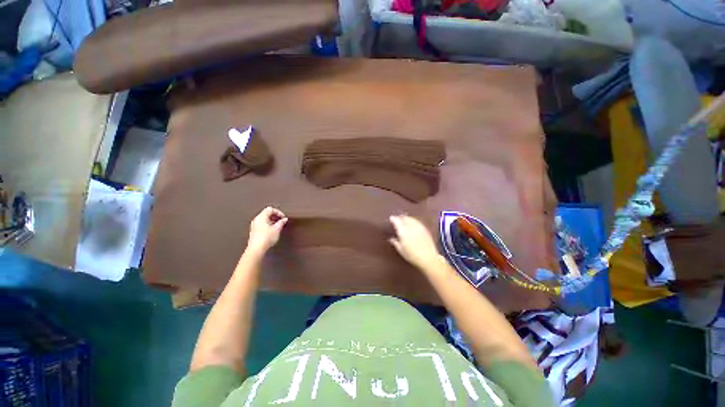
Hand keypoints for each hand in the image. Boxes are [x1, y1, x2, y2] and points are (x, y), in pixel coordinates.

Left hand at [246, 207, 287, 254]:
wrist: (256, 249)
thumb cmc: (266, 237)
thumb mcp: (277, 229)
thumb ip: (281, 222)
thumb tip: (284, 219)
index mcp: (261, 217)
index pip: (270, 209)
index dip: (278, 212)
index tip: (283, 217)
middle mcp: (256, 220)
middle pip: (266, 213)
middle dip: (275, 216)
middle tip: (281, 221)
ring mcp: (254, 226)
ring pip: (264, 219)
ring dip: (272, 221)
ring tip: (278, 226)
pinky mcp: (254, 231)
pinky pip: (262, 224)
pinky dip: (268, 225)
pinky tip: (272, 231)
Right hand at [389, 214, 441, 269]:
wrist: (428, 257)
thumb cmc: (412, 255)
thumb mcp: (401, 250)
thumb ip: (395, 242)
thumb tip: (391, 239)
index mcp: (403, 230)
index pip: (397, 221)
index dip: (393, 219)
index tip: (391, 218)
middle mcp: (410, 226)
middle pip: (404, 218)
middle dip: (400, 217)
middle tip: (397, 218)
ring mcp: (418, 226)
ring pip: (411, 219)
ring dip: (406, 218)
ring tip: (404, 219)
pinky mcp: (425, 229)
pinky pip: (417, 221)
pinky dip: (413, 221)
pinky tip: (413, 223)